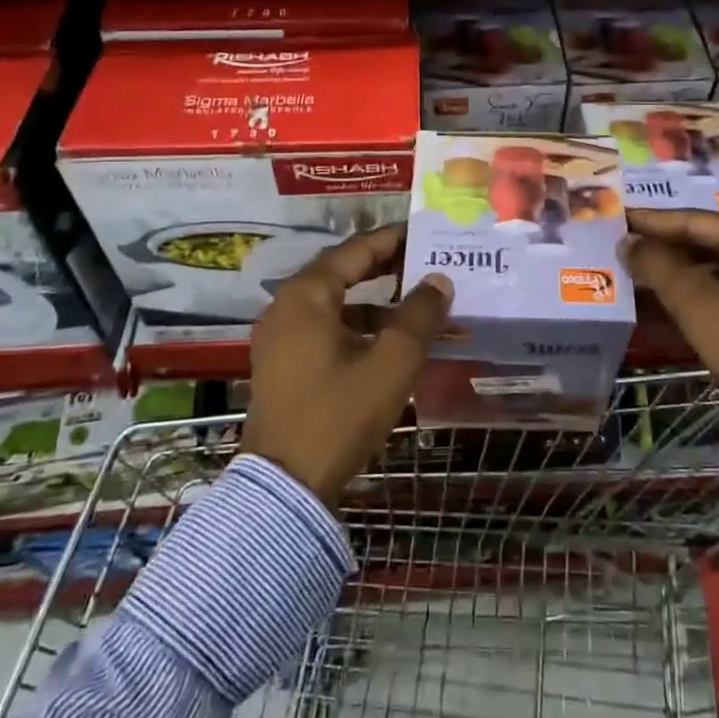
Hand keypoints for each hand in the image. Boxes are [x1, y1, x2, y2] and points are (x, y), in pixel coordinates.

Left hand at [245, 224, 452, 506]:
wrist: (286, 485)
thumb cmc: (340, 413)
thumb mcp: (392, 362)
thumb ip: (419, 315)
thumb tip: (439, 280)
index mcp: (307, 295)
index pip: (355, 250)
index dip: (392, 239)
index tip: (424, 232)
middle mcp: (286, 307)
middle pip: (341, 273)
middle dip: (384, 267)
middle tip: (424, 261)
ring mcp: (279, 338)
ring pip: (333, 304)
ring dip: (373, 301)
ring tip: (414, 303)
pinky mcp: (281, 365)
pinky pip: (324, 329)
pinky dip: (356, 326)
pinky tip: (386, 342)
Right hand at [619, 209, 718, 414]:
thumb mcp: (698, 303)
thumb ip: (659, 266)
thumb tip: (627, 242)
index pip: (697, 221)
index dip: (653, 221)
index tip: (617, 217)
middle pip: (706, 241)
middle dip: (663, 246)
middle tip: (622, 243)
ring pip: (713, 266)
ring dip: (674, 270)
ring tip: (634, 268)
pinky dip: (693, 291)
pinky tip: (661, 295)